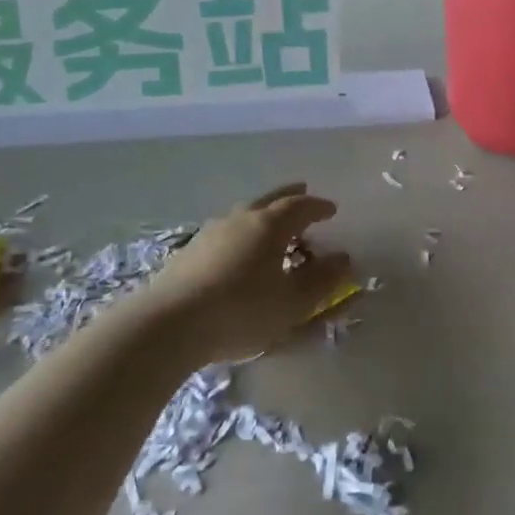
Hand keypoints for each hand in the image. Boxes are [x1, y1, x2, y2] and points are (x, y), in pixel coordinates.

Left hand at [140, 183, 352, 364]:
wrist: (170, 323)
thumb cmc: (242, 311)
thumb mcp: (292, 302)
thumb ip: (322, 280)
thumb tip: (344, 259)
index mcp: (269, 225)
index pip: (300, 207)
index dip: (318, 207)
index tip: (331, 210)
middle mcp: (241, 219)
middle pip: (270, 200)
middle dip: (289, 197)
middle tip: (303, 191)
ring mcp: (211, 233)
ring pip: (245, 215)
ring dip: (263, 215)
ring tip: (272, 226)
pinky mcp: (190, 251)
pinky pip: (226, 233)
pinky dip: (242, 234)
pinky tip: (239, 251)